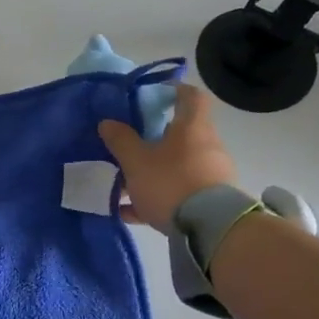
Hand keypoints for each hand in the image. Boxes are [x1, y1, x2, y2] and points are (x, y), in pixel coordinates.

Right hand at [97, 82, 238, 233]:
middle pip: (182, 133)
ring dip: (153, 170)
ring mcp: (211, 174)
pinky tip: (129, 212)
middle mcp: (207, 146)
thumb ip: (121, 140)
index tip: (155, 94)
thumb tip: (107, 122)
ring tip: (124, 184)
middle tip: (130, 144)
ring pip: (178, 165)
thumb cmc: (171, 182)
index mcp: (192, 127)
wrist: (209, 228)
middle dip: (155, 138)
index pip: (190, 96)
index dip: (174, 90)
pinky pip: (178, 193)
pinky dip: (155, 198)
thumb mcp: (136, 161)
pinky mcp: (210, 201)